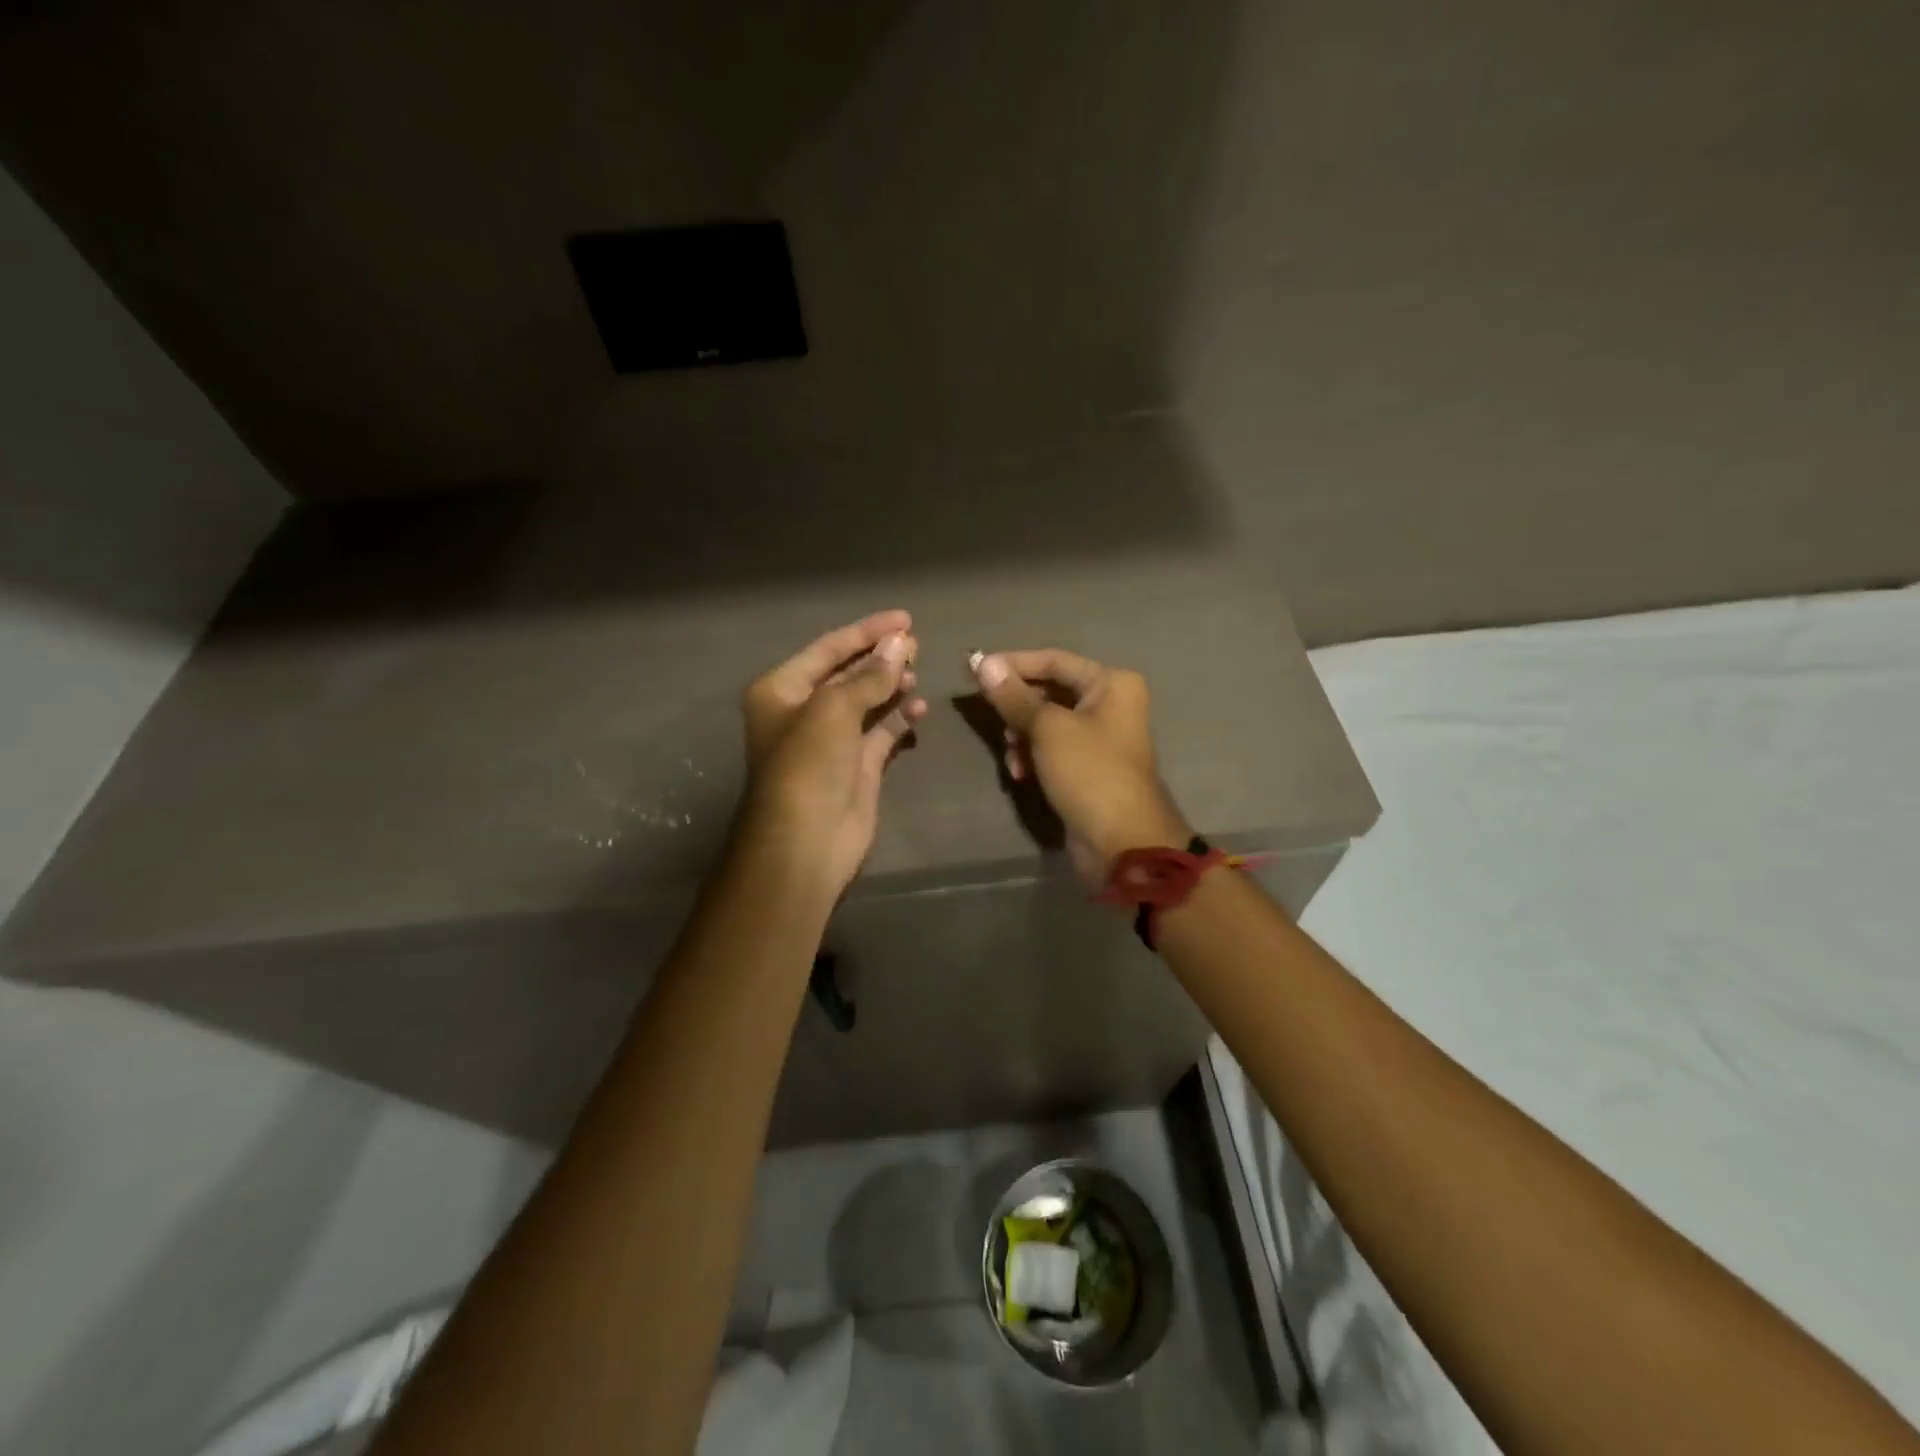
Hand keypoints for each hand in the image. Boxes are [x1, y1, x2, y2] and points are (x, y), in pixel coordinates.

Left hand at [736, 611, 928, 897]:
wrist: (806, 841)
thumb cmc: (807, 764)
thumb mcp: (834, 709)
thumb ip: (870, 676)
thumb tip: (901, 644)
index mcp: (782, 691)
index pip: (828, 649)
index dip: (866, 631)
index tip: (904, 619)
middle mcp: (804, 712)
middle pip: (847, 673)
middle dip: (880, 657)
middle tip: (917, 644)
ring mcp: (832, 741)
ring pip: (866, 702)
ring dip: (891, 685)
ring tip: (918, 670)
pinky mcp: (857, 767)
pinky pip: (881, 733)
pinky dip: (899, 718)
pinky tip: (919, 706)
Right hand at [970, 649, 1189, 885]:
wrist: (1122, 842)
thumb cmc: (1089, 773)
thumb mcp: (1048, 729)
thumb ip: (1014, 696)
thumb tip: (983, 663)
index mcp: (1111, 684)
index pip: (1053, 660)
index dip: (1012, 664)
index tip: (973, 670)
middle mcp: (1109, 704)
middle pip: (1049, 690)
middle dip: (1017, 708)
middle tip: (993, 721)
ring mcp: (1099, 737)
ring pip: (1046, 722)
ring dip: (1021, 736)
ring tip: (1012, 757)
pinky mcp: (1086, 767)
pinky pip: (1051, 749)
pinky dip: (1032, 756)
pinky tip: (1020, 775)